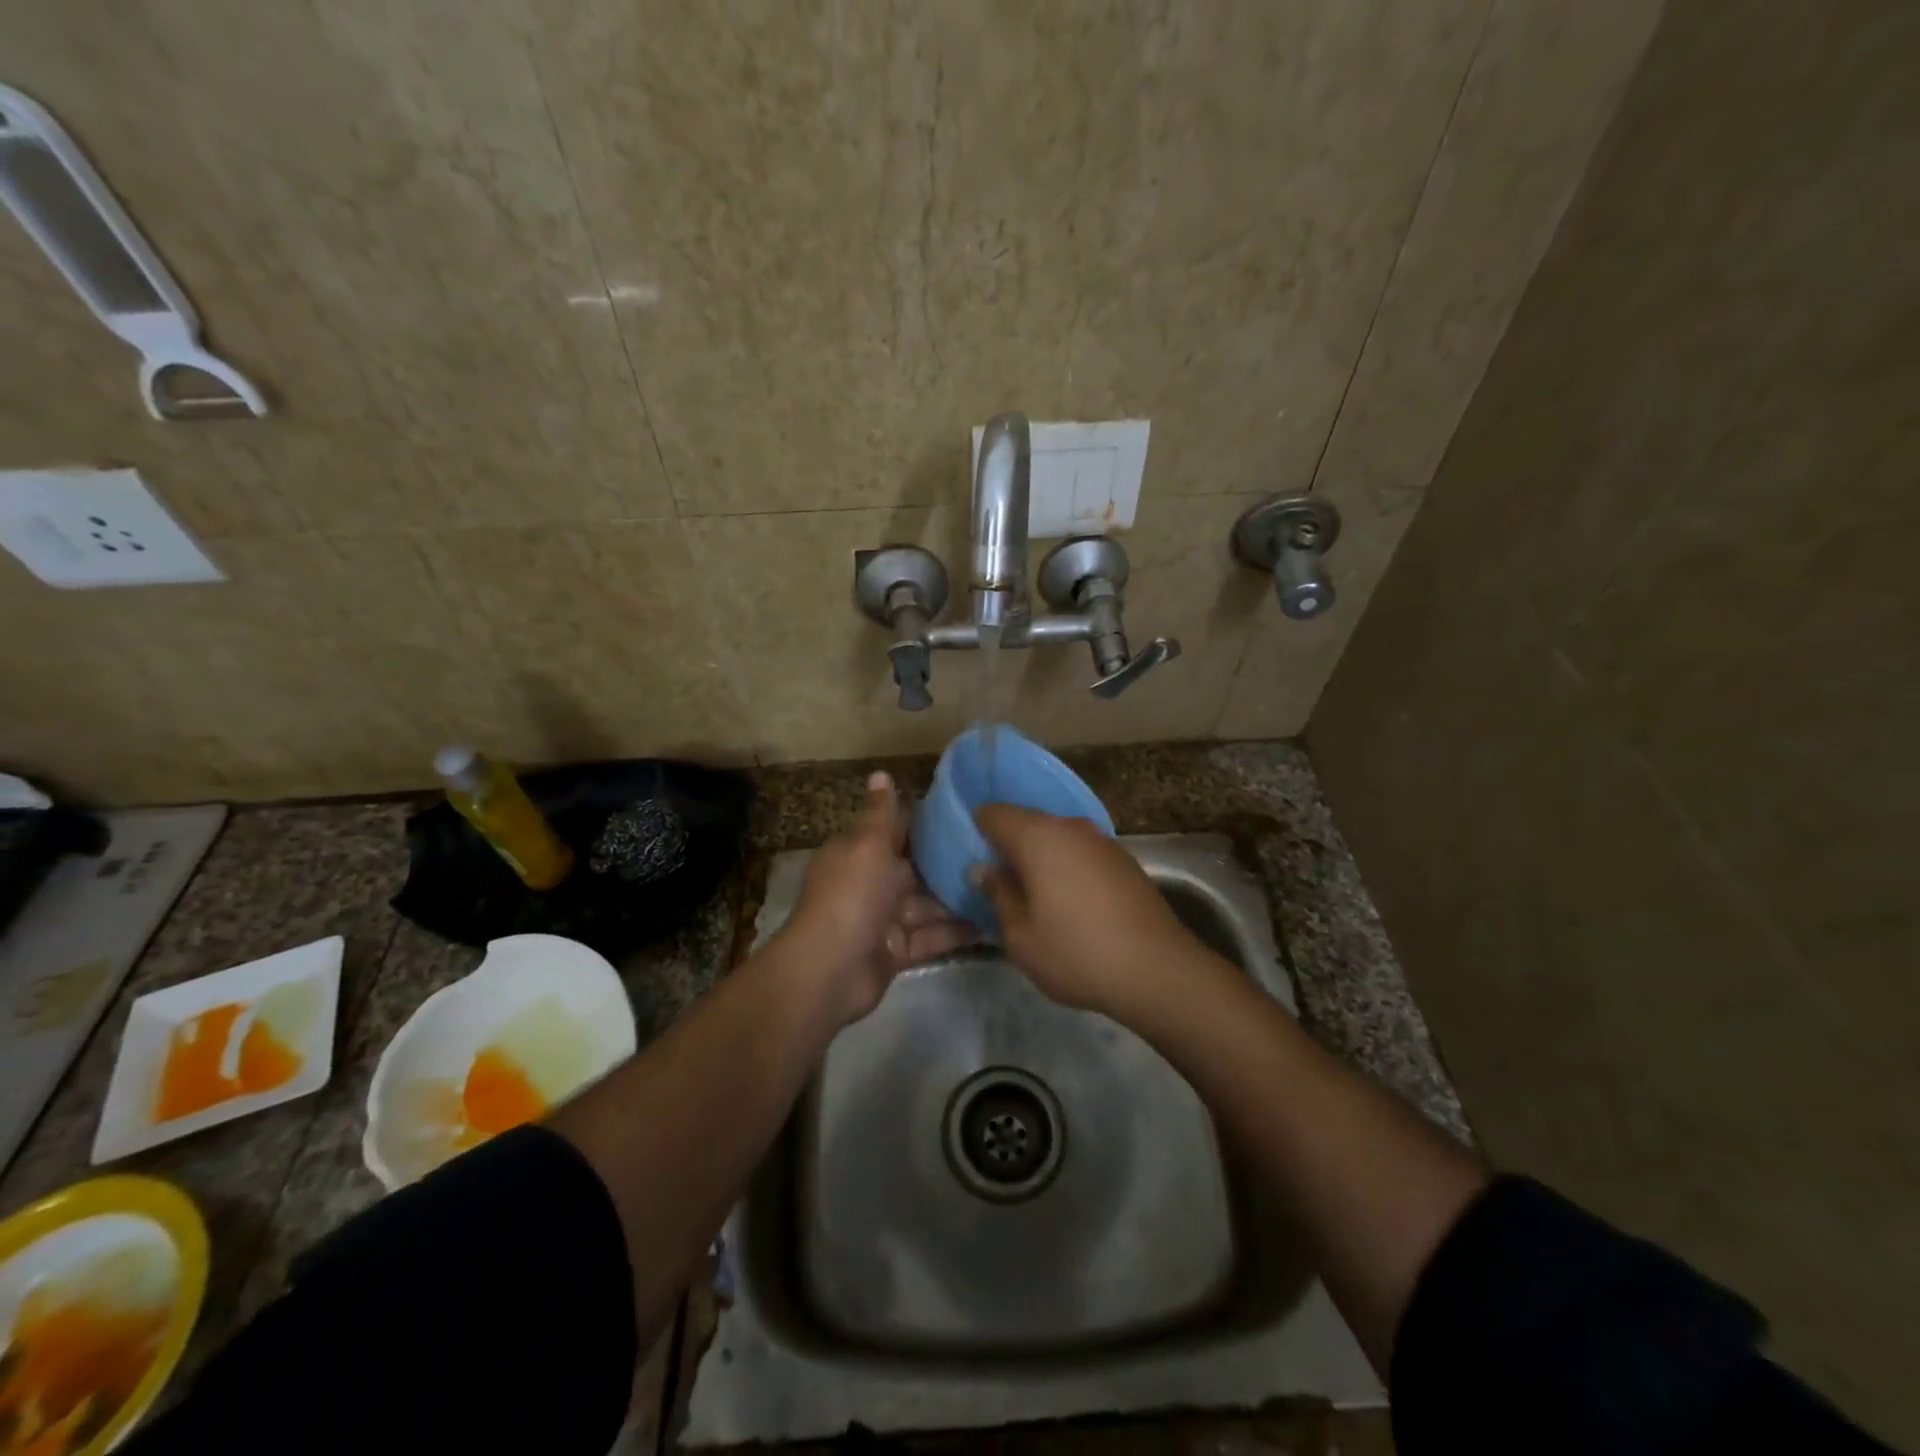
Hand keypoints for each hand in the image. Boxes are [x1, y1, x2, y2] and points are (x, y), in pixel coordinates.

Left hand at [778, 771, 975, 1023]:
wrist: (829, 970)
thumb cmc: (851, 896)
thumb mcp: (867, 845)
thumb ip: (880, 814)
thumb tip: (880, 773)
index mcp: (860, 852)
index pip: (896, 829)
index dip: (927, 821)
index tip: (968, 812)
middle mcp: (871, 882)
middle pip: (916, 868)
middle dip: (949, 862)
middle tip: (998, 850)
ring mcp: (884, 919)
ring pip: (927, 904)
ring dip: (958, 898)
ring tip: (1004, 885)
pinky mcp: (897, 951)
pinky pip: (931, 937)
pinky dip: (955, 932)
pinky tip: (992, 924)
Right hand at [972, 805, 1200, 1019]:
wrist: (1157, 970)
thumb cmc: (1077, 952)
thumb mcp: (1020, 935)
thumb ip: (997, 895)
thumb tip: (984, 869)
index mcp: (1038, 837)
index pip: (993, 813)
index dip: (974, 827)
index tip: (964, 850)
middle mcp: (1070, 828)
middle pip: (1026, 822)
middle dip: (1006, 843)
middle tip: (992, 876)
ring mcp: (1101, 841)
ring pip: (1056, 837)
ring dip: (1038, 856)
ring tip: (1027, 890)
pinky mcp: (1123, 859)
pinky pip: (1080, 852)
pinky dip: (1065, 866)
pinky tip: (1066, 899)